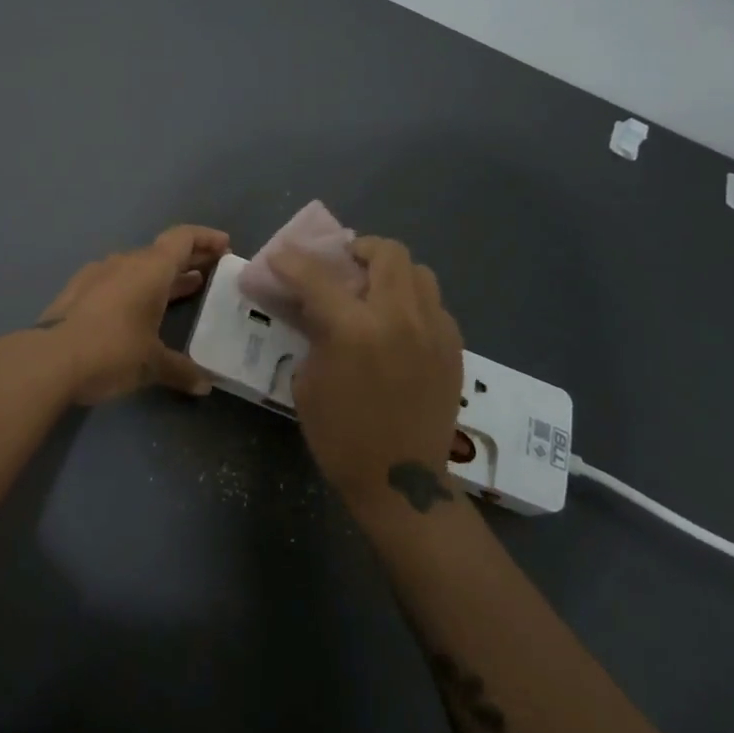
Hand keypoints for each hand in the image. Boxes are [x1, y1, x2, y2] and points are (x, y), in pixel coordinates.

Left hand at [36, 225, 230, 404]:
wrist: (49, 359)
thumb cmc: (112, 351)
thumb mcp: (152, 364)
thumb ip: (181, 370)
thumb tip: (205, 385)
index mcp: (151, 268)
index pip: (183, 238)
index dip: (206, 238)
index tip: (225, 246)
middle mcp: (126, 262)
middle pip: (163, 251)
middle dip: (189, 259)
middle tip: (212, 271)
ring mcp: (98, 274)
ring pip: (139, 266)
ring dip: (163, 275)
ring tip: (185, 289)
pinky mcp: (79, 290)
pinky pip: (117, 280)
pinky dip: (136, 288)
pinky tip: (139, 309)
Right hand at [270, 236, 463, 510]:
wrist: (402, 482)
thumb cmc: (341, 436)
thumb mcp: (308, 381)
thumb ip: (312, 333)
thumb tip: (312, 306)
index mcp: (353, 329)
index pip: (315, 275)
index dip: (291, 261)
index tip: (280, 258)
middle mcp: (398, 317)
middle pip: (385, 252)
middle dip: (359, 250)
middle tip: (344, 266)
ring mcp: (432, 330)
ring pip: (418, 271)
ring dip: (391, 273)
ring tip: (376, 292)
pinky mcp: (453, 346)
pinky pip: (434, 304)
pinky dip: (413, 302)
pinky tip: (400, 325)